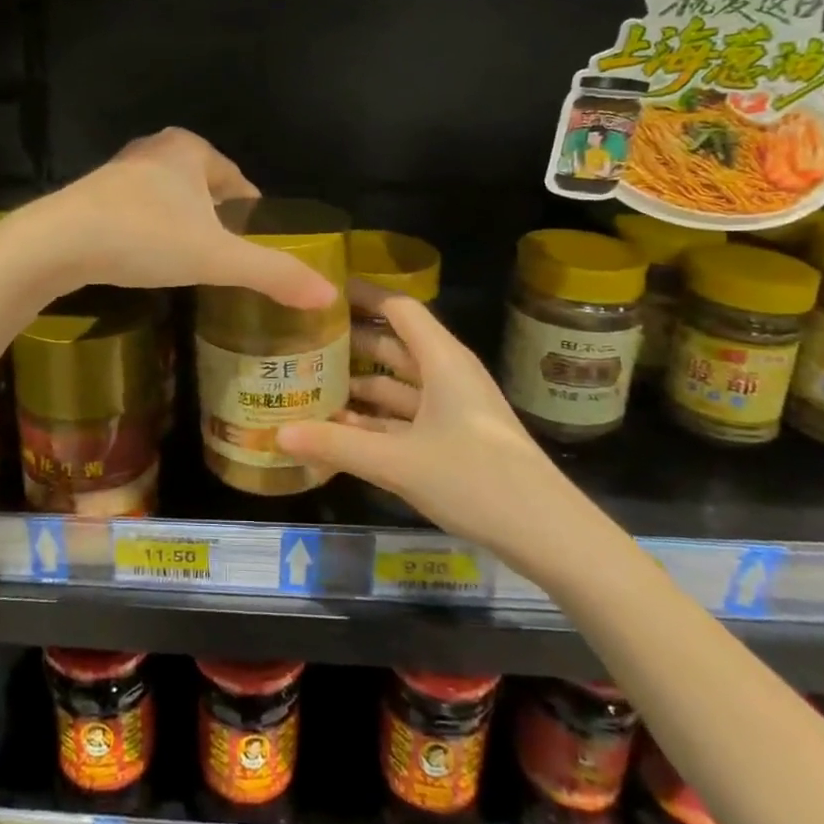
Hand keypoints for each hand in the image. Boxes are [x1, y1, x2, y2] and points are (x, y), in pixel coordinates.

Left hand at [6, 128, 336, 309]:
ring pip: (170, 200)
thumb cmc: (144, 237)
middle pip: (204, 188)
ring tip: (196, 264)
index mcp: (190, 149)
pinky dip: (153, 233)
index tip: (261, 243)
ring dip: (184, 226)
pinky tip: (152, 260)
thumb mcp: (216, 258)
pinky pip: (140, 213)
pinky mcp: (93, 197)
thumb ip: (272, 274)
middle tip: (231, 259)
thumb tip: (327, 295)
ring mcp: (120, 172)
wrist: (56, 244)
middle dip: (219, 220)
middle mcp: (155, 150)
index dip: (254, 212)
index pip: (238, 180)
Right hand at [276, 288, 573, 559]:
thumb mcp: (398, 462)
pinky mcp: (454, 437)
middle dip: (349, 341)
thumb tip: (276, 433)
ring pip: (397, 384)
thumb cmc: (476, 479)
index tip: (320, 289)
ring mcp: (452, 407)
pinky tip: (340, 429)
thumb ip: (336, 445)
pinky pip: (406, 416)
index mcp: (442, 360)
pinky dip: (375, 419)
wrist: (547, 534)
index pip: (397, 307)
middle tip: (300, 339)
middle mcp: (447, 374)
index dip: (361, 294)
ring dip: (358, 384)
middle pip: (392, 344)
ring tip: (309, 383)